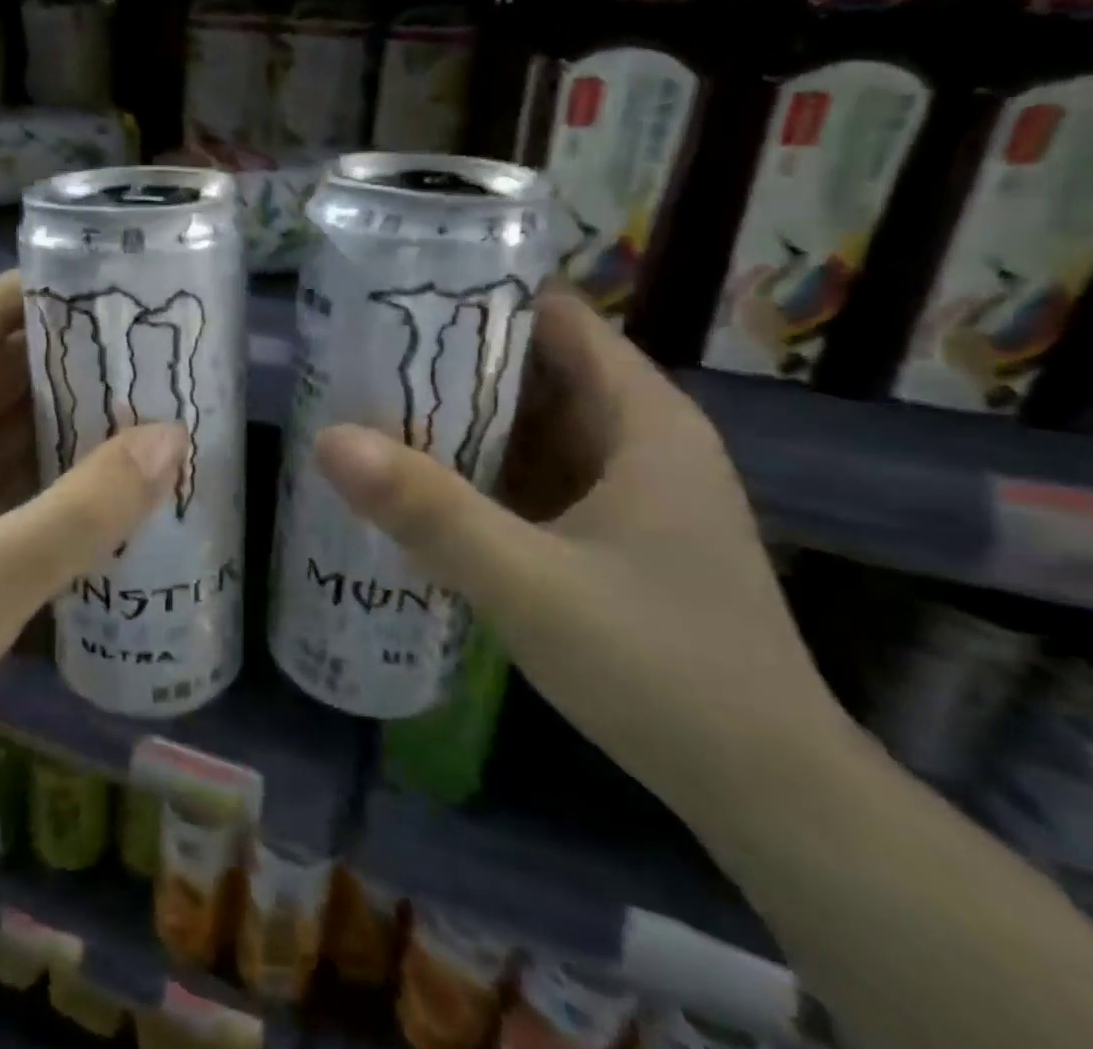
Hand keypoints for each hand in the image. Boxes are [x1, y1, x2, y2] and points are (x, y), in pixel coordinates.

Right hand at [315, 290, 849, 826]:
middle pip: (534, 369)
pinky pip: (533, 475)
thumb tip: (327, 437)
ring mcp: (626, 489)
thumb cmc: (661, 669)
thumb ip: (428, 510)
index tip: (396, 303)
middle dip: (451, 362)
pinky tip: (420, 484)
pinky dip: (479, 469)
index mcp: (642, 419)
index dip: (479, 301)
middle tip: (361, 359)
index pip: (555, 318)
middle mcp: (638, 438)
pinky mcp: (610, 533)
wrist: (765, 792)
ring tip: (371, 409)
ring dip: (460, 418)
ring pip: (531, 426)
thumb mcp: (529, 584)